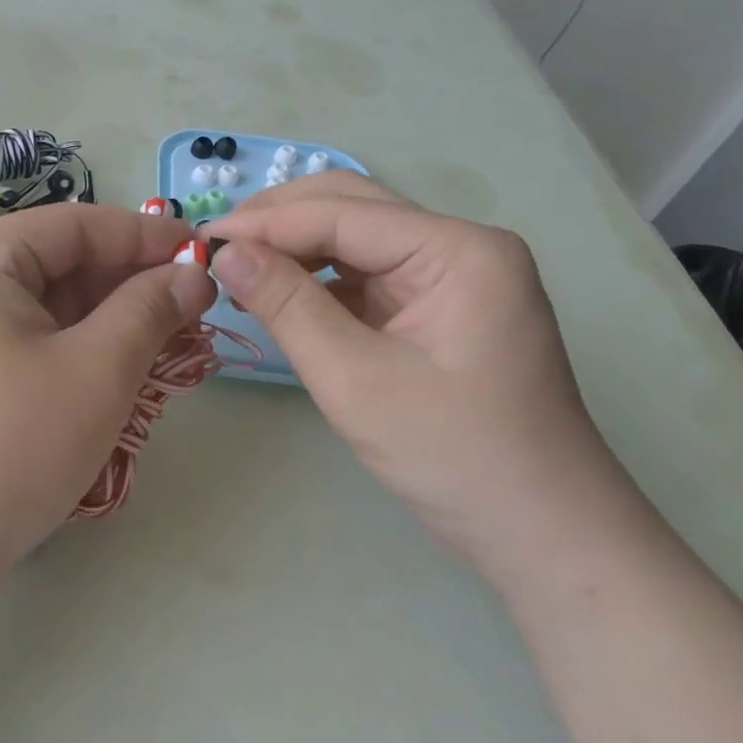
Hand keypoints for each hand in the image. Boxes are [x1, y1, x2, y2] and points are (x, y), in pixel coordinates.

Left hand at [0, 203, 215, 594]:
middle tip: (196, 313)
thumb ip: (150, 310)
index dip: (145, 237)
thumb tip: (193, 273)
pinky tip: (122, 376)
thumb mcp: (96, 371)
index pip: (76, 226)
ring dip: (111, 326)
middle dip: (131, 288)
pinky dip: (78, 354)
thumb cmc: (8, 447)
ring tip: (169, 348)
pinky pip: (30, 344)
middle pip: (61, 266)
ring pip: (49, 310)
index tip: (204, 254)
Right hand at [208, 173, 631, 574]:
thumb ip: (288, 306)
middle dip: (278, 222)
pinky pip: (365, 276)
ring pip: (354, 239)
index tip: (200, 240)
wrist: (542, 534)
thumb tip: (225, 253)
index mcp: (457, 250)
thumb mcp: (355, 380)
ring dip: (295, 250)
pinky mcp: (436, 307)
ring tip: (237, 272)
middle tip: (215, 249)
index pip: (342, 212)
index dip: (265, 222)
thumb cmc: (454, 456)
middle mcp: (458, 247)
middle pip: (352, 207)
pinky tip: (278, 296)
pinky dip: (317, 282)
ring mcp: (450, 277)